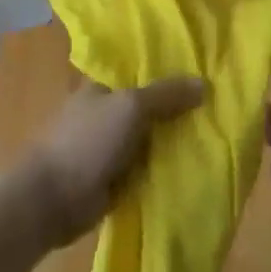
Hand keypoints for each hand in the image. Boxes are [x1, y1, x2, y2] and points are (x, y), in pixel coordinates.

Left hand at [23, 78, 206, 245]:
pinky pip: (146, 169)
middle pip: (148, 107)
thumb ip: (166, 95)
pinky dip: (163, 170)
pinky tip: (194, 168)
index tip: (203, 74)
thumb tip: (204, 83)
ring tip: (215, 137)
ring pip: (149, 140)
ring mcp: (108, 147)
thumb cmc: (88, 141)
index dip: (168, 72)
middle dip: (176, 110)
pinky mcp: (113, 179)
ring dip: (173, 143)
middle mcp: (105, 113)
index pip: (139, 72)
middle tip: (217, 109)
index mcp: (101, 87)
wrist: (53, 199)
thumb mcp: (131, 107)